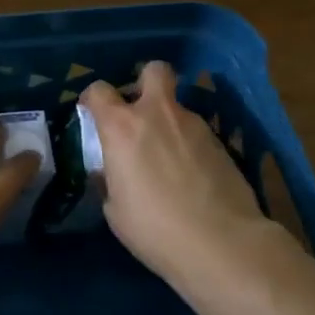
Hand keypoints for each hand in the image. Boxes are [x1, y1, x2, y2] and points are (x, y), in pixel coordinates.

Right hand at [82, 61, 288, 285]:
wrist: (221, 243)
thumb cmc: (154, 228)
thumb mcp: (115, 208)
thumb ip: (110, 178)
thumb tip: (113, 169)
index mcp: (122, 127)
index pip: (99, 90)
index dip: (93, 98)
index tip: (92, 112)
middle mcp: (158, 114)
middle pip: (154, 71)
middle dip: (145, 82)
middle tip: (140, 110)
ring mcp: (194, 126)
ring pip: (177, 107)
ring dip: (168, 122)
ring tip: (168, 158)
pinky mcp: (221, 143)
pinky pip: (196, 133)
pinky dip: (189, 146)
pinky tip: (191, 176)